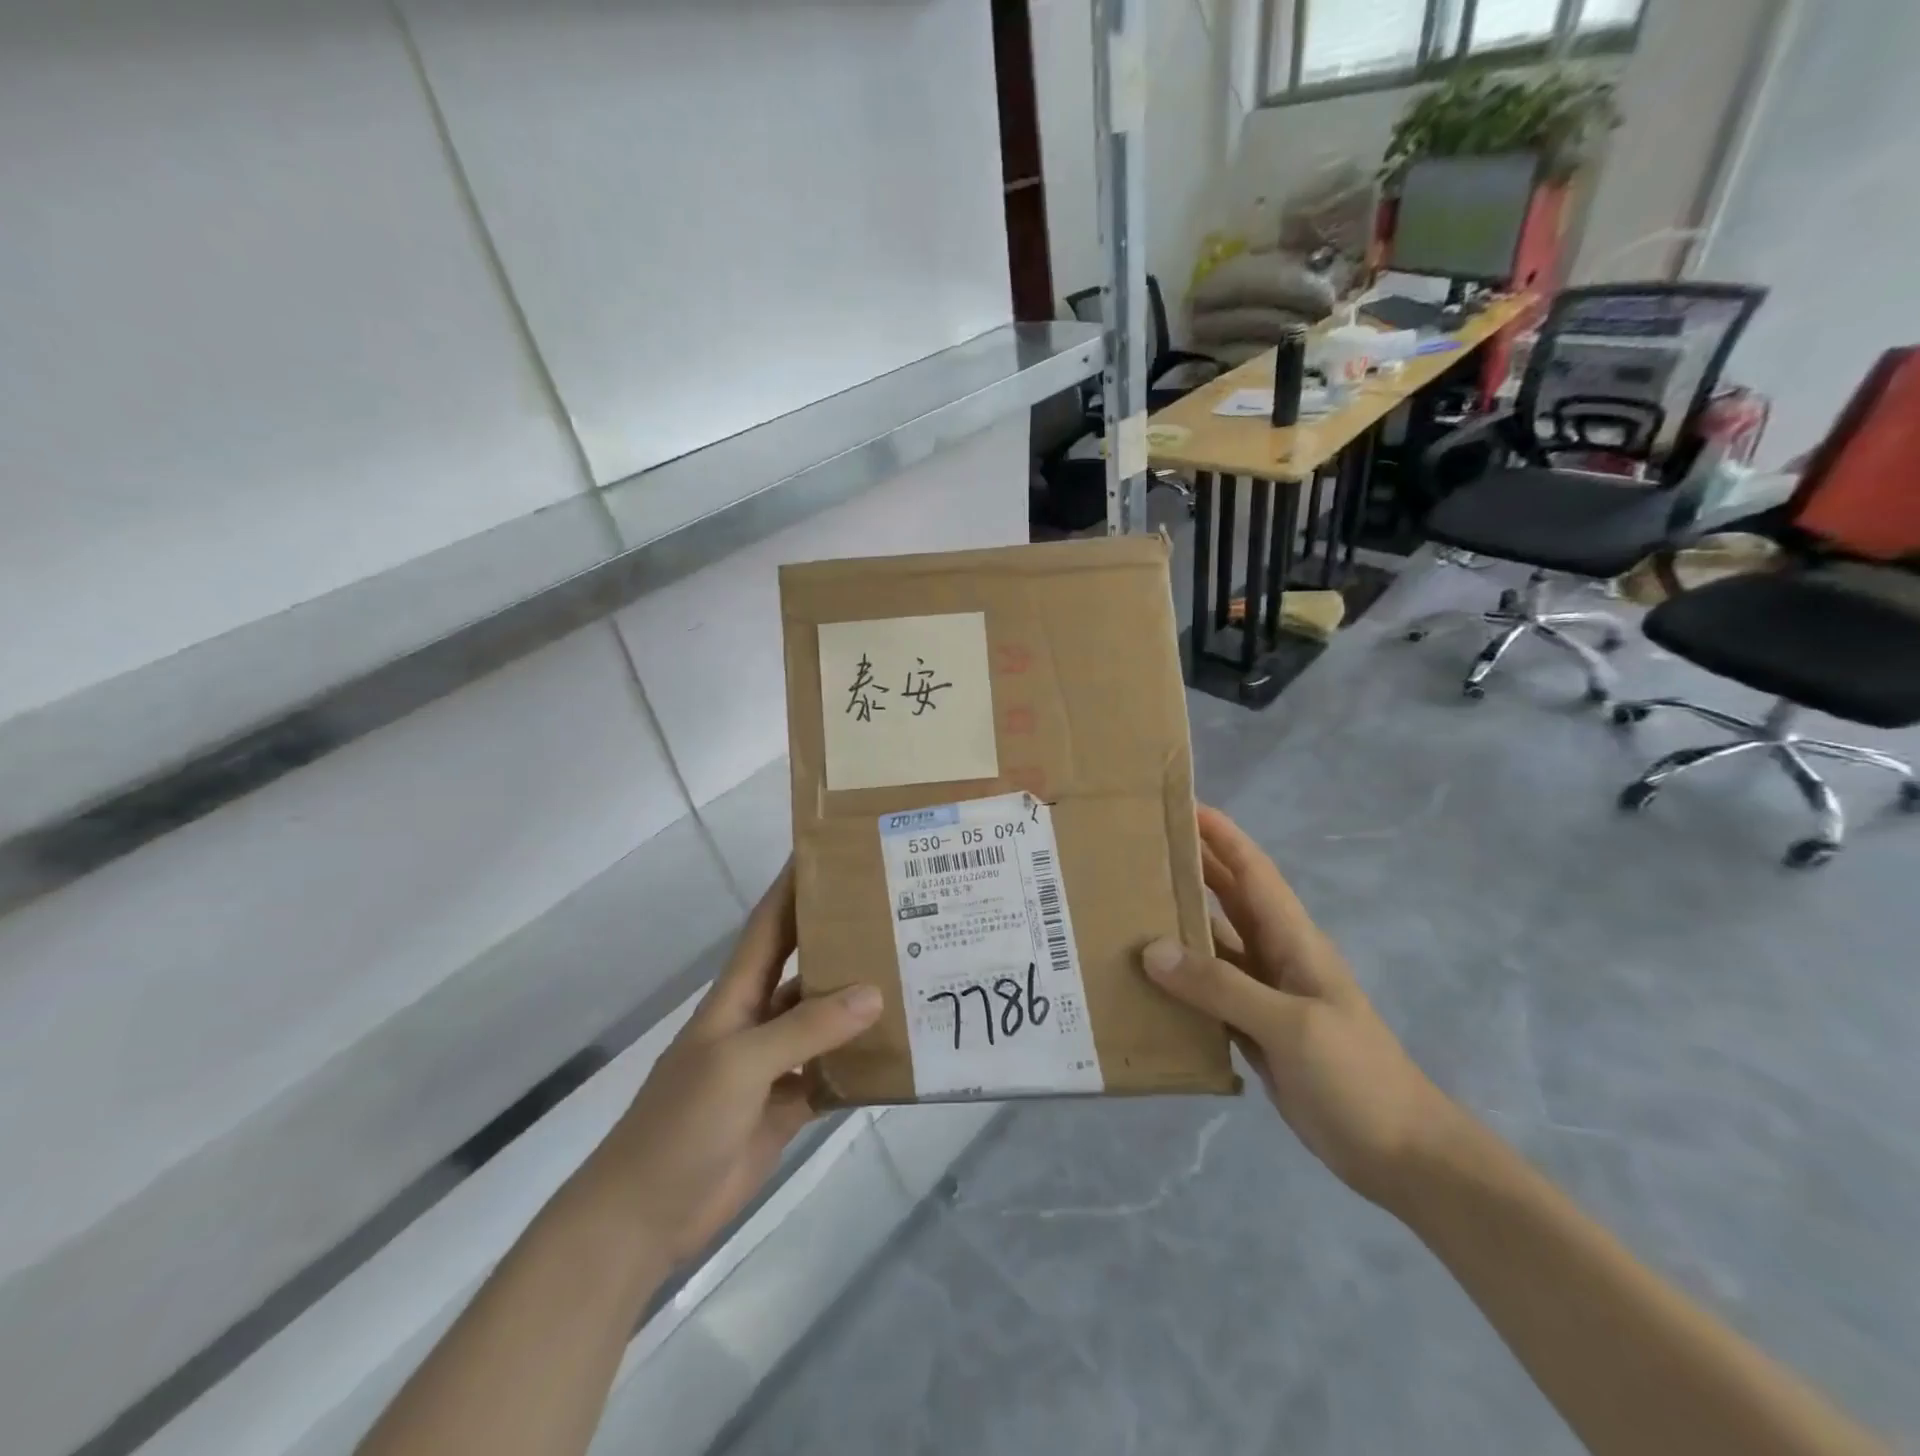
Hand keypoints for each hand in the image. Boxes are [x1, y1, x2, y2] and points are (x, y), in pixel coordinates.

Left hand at [587, 862, 881, 1263]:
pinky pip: (833, 1072)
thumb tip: (874, 991)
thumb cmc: (681, 1123)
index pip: (770, 925)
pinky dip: (862, 1062)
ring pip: (826, 1020)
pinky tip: (900, 1051)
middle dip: (842, 938)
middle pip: (806, 967)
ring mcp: (775, 1063)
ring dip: (861, 1002)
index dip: (794, 886)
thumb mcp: (739, 1065)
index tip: (831, 851)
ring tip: (912, 975)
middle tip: (897, 913)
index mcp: (738, 995)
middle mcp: (760, 1019)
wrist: (645, 1216)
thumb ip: (805, 1028)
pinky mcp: (789, 1103)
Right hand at [1142, 806, 1455, 1206]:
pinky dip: (1179, 981)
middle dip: (1190, 868)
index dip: (1221, 835)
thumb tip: (1151, 950)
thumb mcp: (1290, 1024)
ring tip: (1126, 906)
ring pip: (1213, 946)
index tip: (1180, 805)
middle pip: (1227, 900)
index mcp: (1293, 940)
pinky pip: (1207, 992)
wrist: (1401, 1155)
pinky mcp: (1253, 1030)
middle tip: (1137, 848)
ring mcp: (1264, 995)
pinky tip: (1145, 979)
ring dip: (1178, 925)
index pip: (1252, 871)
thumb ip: (1221, 985)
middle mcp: (1275, 957)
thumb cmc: (1356, 1075)